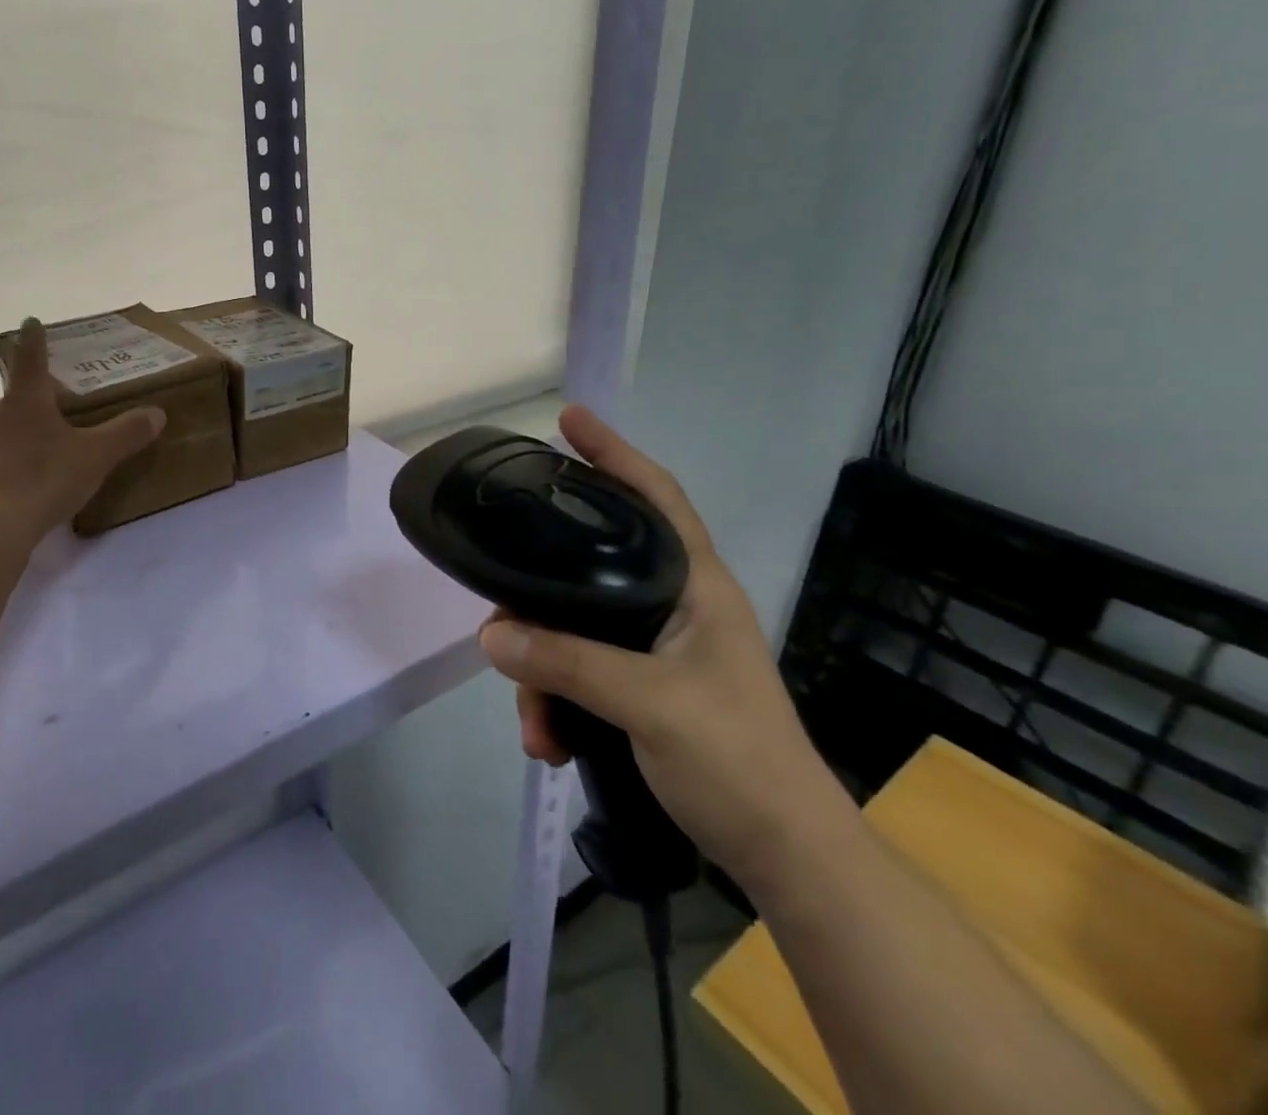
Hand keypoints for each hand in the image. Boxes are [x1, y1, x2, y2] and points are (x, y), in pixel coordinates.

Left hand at [0, 318, 165, 553]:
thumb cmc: (40, 481)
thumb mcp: (94, 458)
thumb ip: (126, 434)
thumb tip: (157, 412)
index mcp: (25, 403)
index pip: (31, 360)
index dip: (34, 340)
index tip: (30, 321)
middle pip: (14, 405)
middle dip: (32, 411)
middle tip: (55, 427)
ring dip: (12, 446)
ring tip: (35, 471)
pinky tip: (8, 500)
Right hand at [479, 405, 841, 889]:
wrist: (785, 856)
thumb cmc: (736, 760)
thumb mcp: (650, 704)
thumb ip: (568, 663)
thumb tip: (491, 634)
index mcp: (694, 585)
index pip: (654, 496)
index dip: (613, 453)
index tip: (567, 420)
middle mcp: (673, 604)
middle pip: (590, 568)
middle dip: (540, 597)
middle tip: (502, 613)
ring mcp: (657, 648)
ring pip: (575, 628)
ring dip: (543, 671)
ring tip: (532, 722)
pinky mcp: (642, 686)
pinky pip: (580, 671)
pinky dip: (557, 701)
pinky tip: (547, 739)